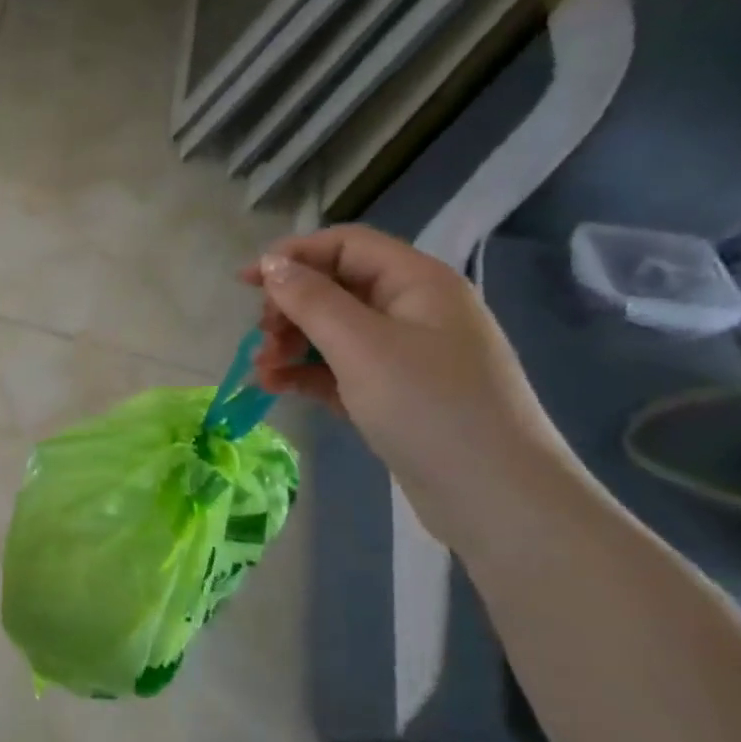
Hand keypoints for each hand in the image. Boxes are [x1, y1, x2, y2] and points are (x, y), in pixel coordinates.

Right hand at [243, 225, 569, 541]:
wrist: (494, 496)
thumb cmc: (428, 406)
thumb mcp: (361, 346)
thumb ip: (311, 300)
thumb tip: (271, 264)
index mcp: (417, 283)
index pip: (346, 246)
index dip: (293, 256)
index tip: (246, 283)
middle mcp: (414, 310)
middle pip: (337, 288)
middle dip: (290, 308)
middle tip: (262, 339)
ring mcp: (407, 355)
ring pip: (334, 332)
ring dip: (292, 344)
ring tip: (262, 372)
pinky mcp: (396, 394)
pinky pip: (341, 369)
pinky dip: (307, 374)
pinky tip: (276, 387)